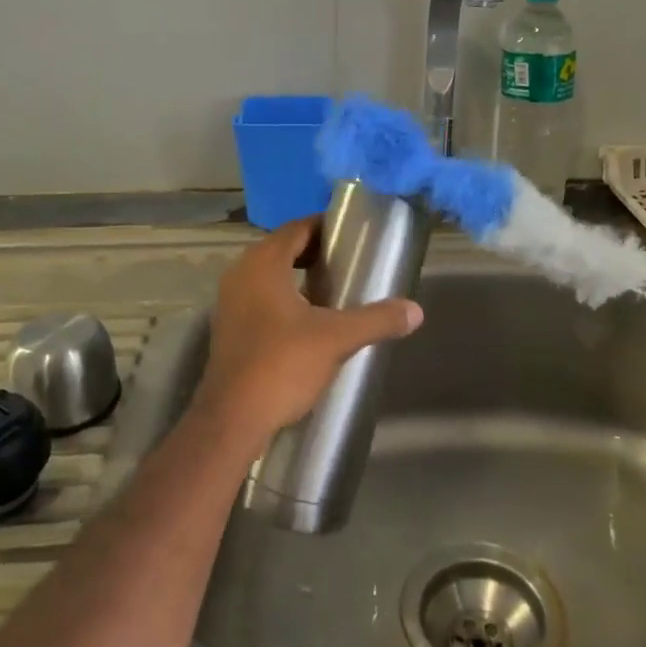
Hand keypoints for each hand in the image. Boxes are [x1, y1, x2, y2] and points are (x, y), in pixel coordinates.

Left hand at [193, 215, 423, 446]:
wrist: (232, 420)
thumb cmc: (281, 365)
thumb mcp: (336, 339)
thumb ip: (376, 320)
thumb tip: (416, 310)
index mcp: (263, 263)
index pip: (296, 228)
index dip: (324, 226)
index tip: (352, 234)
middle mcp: (241, 274)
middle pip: (282, 249)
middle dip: (315, 252)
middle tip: (349, 262)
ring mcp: (230, 302)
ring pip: (269, 275)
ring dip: (299, 276)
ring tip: (335, 289)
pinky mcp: (229, 328)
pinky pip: (260, 298)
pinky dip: (284, 298)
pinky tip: (309, 320)